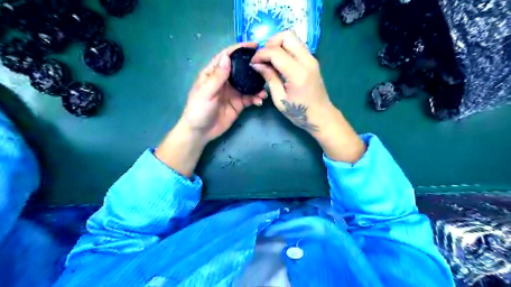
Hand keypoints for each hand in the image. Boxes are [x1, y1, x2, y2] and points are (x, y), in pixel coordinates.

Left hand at [155, 42, 266, 177]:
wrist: (201, 132)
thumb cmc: (198, 110)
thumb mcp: (206, 92)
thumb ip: (217, 76)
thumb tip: (227, 56)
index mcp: (214, 74)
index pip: (227, 57)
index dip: (239, 49)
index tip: (254, 45)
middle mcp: (225, 81)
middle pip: (241, 69)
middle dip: (253, 66)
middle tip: (266, 65)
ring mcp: (233, 92)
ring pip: (248, 84)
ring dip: (257, 85)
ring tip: (264, 90)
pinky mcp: (239, 104)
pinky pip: (250, 98)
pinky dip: (256, 98)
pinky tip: (260, 101)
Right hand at [250, 31, 362, 163]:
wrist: (321, 116)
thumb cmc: (299, 112)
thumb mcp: (280, 99)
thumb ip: (269, 78)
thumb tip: (257, 64)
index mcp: (297, 73)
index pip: (276, 52)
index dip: (261, 54)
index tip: (253, 62)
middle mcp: (307, 61)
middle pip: (287, 36)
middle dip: (271, 43)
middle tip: (263, 58)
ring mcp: (312, 59)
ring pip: (293, 38)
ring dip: (278, 44)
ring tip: (270, 59)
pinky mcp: (312, 61)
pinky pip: (297, 45)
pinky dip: (286, 48)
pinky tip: (279, 62)